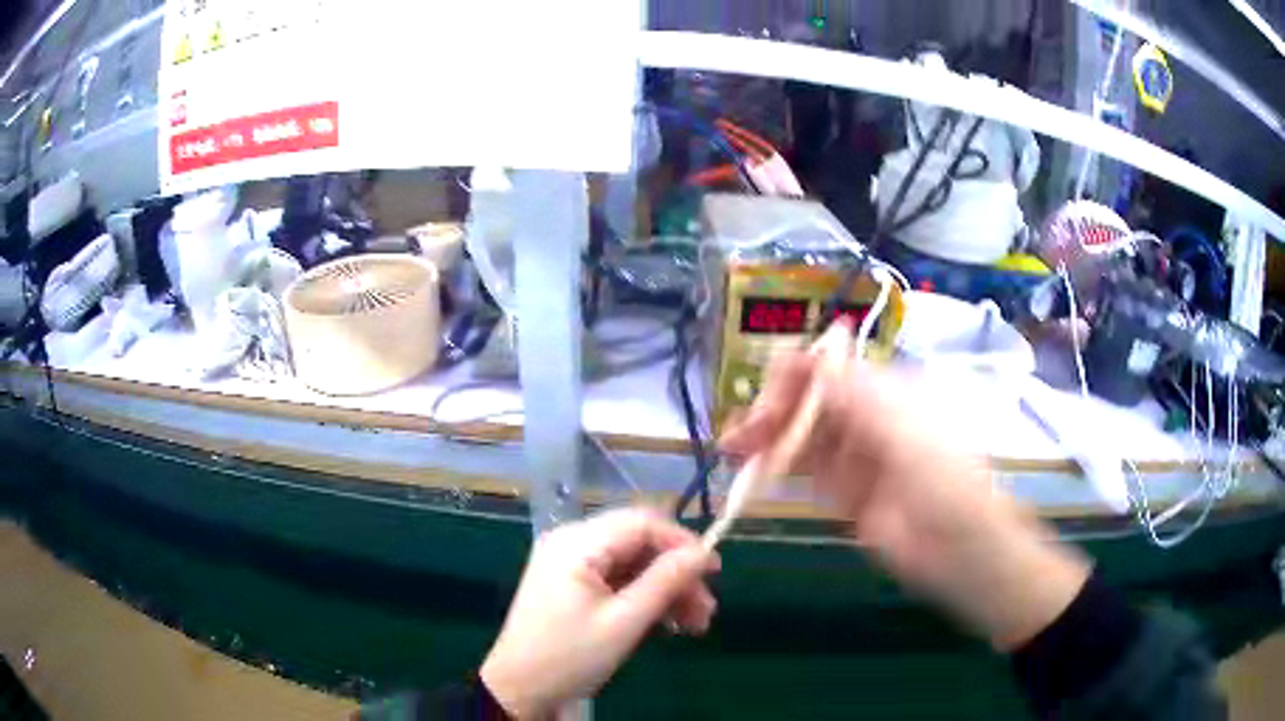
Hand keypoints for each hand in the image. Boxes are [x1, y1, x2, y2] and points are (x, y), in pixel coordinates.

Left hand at [480, 507, 719, 717]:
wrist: (520, 690)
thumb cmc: (570, 657)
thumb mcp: (624, 622)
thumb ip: (666, 581)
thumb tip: (705, 553)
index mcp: (576, 543)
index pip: (641, 523)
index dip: (682, 542)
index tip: (714, 572)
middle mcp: (570, 543)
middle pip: (638, 544)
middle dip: (676, 574)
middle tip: (707, 610)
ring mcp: (568, 564)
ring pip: (631, 564)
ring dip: (665, 590)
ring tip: (695, 624)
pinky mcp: (570, 584)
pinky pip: (616, 580)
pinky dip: (643, 598)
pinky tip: (668, 624)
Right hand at [721, 354, 1089, 650]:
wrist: (963, 553)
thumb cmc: (945, 484)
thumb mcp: (905, 434)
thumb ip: (855, 397)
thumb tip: (812, 356)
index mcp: (886, 392)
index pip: (831, 368)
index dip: (795, 374)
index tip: (765, 397)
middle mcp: (868, 417)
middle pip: (809, 400)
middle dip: (772, 409)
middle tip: (740, 434)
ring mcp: (855, 456)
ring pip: (802, 435)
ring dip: (768, 437)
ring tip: (733, 450)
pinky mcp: (845, 493)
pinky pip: (807, 471)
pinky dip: (778, 468)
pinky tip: (754, 472)